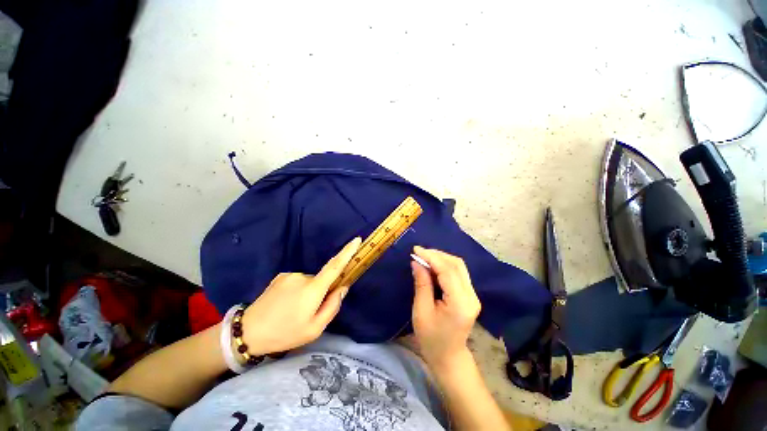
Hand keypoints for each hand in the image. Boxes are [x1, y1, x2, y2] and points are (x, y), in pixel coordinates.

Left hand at [240, 237, 361, 355]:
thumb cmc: (285, 333)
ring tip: (294, 311)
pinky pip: (298, 281)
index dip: (347, 252)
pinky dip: (298, 291)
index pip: (335, 266)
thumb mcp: (314, 329)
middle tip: (309, 313)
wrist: (247, 332)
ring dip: (309, 293)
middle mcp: (303, 276)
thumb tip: (343, 288)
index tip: (357, 239)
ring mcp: (290, 275)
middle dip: (321, 292)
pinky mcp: (281, 276)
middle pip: (322, 280)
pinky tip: (285, 305)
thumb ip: (332, 306)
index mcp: (313, 289)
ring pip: (310, 282)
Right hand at [410, 246, 480, 370]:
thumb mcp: (421, 311)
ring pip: (459, 266)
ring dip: (441, 258)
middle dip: (436, 255)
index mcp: (460, 303)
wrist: (448, 357)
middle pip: (456, 264)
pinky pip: (458, 273)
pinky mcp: (470, 295)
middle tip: (419, 252)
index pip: (447, 270)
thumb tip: (416, 262)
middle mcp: (471, 296)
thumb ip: (421, 284)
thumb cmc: (431, 338)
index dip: (431, 257)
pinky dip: (445, 265)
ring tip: (424, 257)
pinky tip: (433, 265)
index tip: (415, 250)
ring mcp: (473, 295)